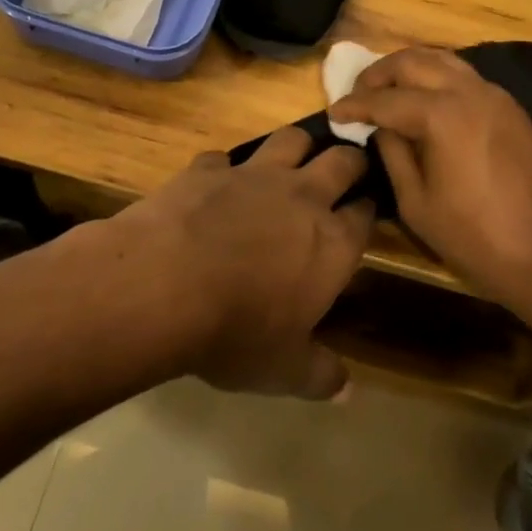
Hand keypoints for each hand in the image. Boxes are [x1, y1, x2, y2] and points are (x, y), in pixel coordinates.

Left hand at [106, 128, 374, 398]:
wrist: (163, 285)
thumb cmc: (236, 331)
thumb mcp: (283, 369)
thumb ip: (320, 374)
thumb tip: (347, 391)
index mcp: (331, 241)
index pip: (366, 213)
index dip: (368, 210)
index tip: (366, 211)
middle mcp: (302, 196)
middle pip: (342, 160)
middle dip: (350, 161)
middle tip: (347, 170)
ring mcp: (254, 175)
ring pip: (291, 139)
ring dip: (297, 146)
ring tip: (293, 159)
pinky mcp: (208, 168)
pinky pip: (223, 158)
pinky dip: (224, 168)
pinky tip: (216, 184)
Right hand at [329, 47, 531, 311]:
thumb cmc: (479, 240)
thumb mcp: (418, 205)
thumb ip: (394, 155)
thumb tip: (381, 126)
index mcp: (442, 114)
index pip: (385, 98)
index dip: (355, 105)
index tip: (333, 112)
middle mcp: (469, 91)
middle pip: (414, 61)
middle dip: (379, 73)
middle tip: (358, 95)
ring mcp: (496, 96)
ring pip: (442, 60)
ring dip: (409, 68)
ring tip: (387, 91)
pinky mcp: (511, 108)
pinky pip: (464, 76)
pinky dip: (437, 77)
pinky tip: (425, 102)